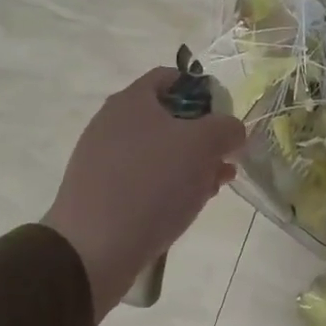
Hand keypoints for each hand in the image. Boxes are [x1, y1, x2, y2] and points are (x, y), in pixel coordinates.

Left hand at [43, 69, 246, 318]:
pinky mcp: (101, 191)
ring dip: (190, 164)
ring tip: (213, 186)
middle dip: (203, 135)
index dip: (204, 91)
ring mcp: (103, 159)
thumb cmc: (152, 184)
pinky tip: (186, 205)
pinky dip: (168, 186)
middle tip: (224, 157)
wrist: (93, 248)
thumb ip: (226, 128)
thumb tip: (232, 130)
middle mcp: (113, 123)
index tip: (225, 117)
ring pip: (159, 151)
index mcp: (132, 100)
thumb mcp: (203, 145)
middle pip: (168, 117)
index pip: (172, 77)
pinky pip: (144, 178)